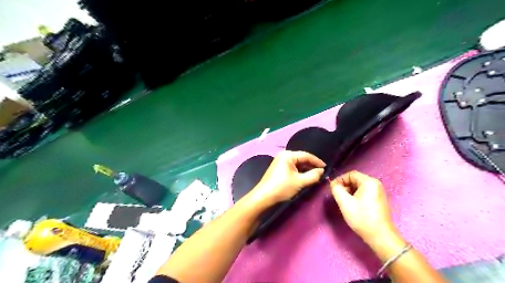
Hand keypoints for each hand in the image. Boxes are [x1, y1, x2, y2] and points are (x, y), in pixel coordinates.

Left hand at [249, 150, 324, 207]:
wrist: (264, 197)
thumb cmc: (282, 187)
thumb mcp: (300, 182)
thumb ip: (313, 175)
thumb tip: (322, 171)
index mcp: (288, 155)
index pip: (306, 155)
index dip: (317, 161)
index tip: (326, 167)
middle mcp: (284, 155)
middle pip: (301, 159)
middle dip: (311, 166)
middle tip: (321, 173)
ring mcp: (280, 162)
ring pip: (297, 164)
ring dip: (306, 170)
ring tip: (315, 176)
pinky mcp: (279, 169)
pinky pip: (292, 168)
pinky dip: (299, 172)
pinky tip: (305, 178)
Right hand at [332, 170, 398, 244]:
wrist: (381, 237)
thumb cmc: (362, 218)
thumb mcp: (345, 202)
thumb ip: (336, 189)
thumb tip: (334, 184)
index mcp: (369, 182)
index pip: (351, 174)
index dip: (340, 179)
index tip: (333, 189)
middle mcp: (376, 184)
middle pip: (355, 180)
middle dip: (345, 186)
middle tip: (338, 196)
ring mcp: (379, 192)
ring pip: (359, 187)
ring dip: (349, 192)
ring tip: (344, 202)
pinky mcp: (379, 200)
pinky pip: (364, 193)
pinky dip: (356, 196)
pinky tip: (353, 206)